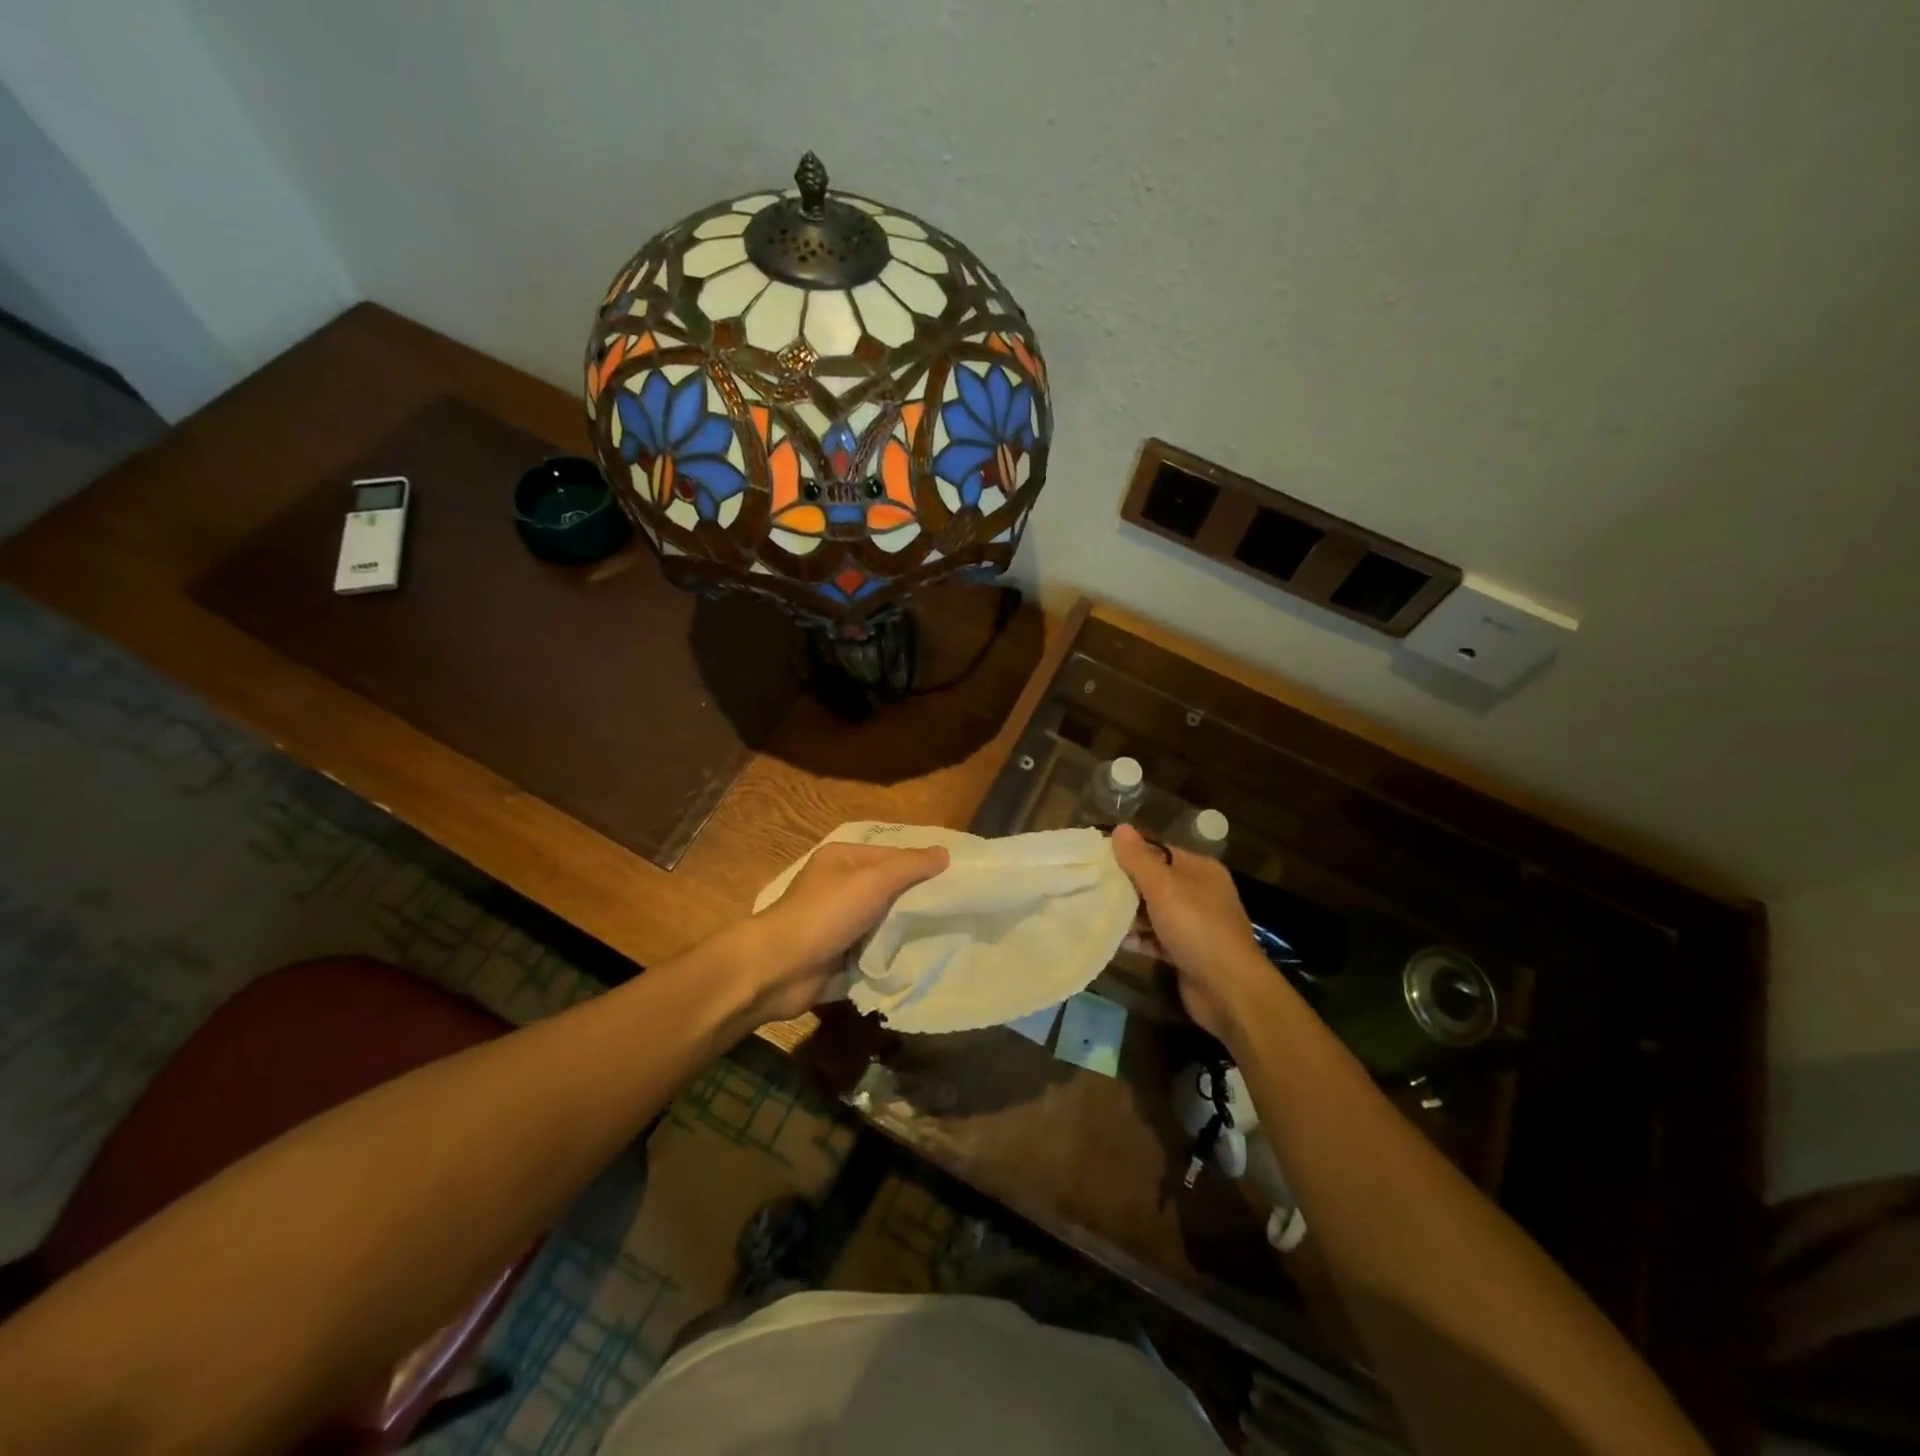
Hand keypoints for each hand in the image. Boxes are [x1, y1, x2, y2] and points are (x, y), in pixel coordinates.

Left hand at [736, 841, 949, 1023]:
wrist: (780, 969)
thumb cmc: (826, 915)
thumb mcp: (873, 881)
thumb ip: (910, 866)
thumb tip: (945, 853)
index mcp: (843, 859)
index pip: (893, 855)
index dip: (922, 866)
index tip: (957, 880)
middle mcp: (840, 885)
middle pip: (890, 888)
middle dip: (918, 900)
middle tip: (957, 909)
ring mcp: (838, 921)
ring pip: (884, 920)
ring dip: (906, 929)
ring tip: (947, 933)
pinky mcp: (840, 953)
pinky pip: (875, 947)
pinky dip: (892, 952)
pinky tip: (920, 956)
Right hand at [1111, 824, 1280, 1045]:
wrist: (1228, 990)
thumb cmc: (1197, 928)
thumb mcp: (1164, 887)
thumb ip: (1139, 859)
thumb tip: (1121, 827)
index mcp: (1200, 870)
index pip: (1158, 851)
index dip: (1129, 852)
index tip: (1096, 856)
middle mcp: (1199, 893)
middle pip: (1154, 881)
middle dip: (1124, 884)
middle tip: (1088, 883)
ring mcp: (1193, 924)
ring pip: (1153, 911)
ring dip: (1127, 913)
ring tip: (1092, 909)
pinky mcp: (1185, 952)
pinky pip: (1154, 938)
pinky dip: (1136, 937)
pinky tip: (1109, 938)